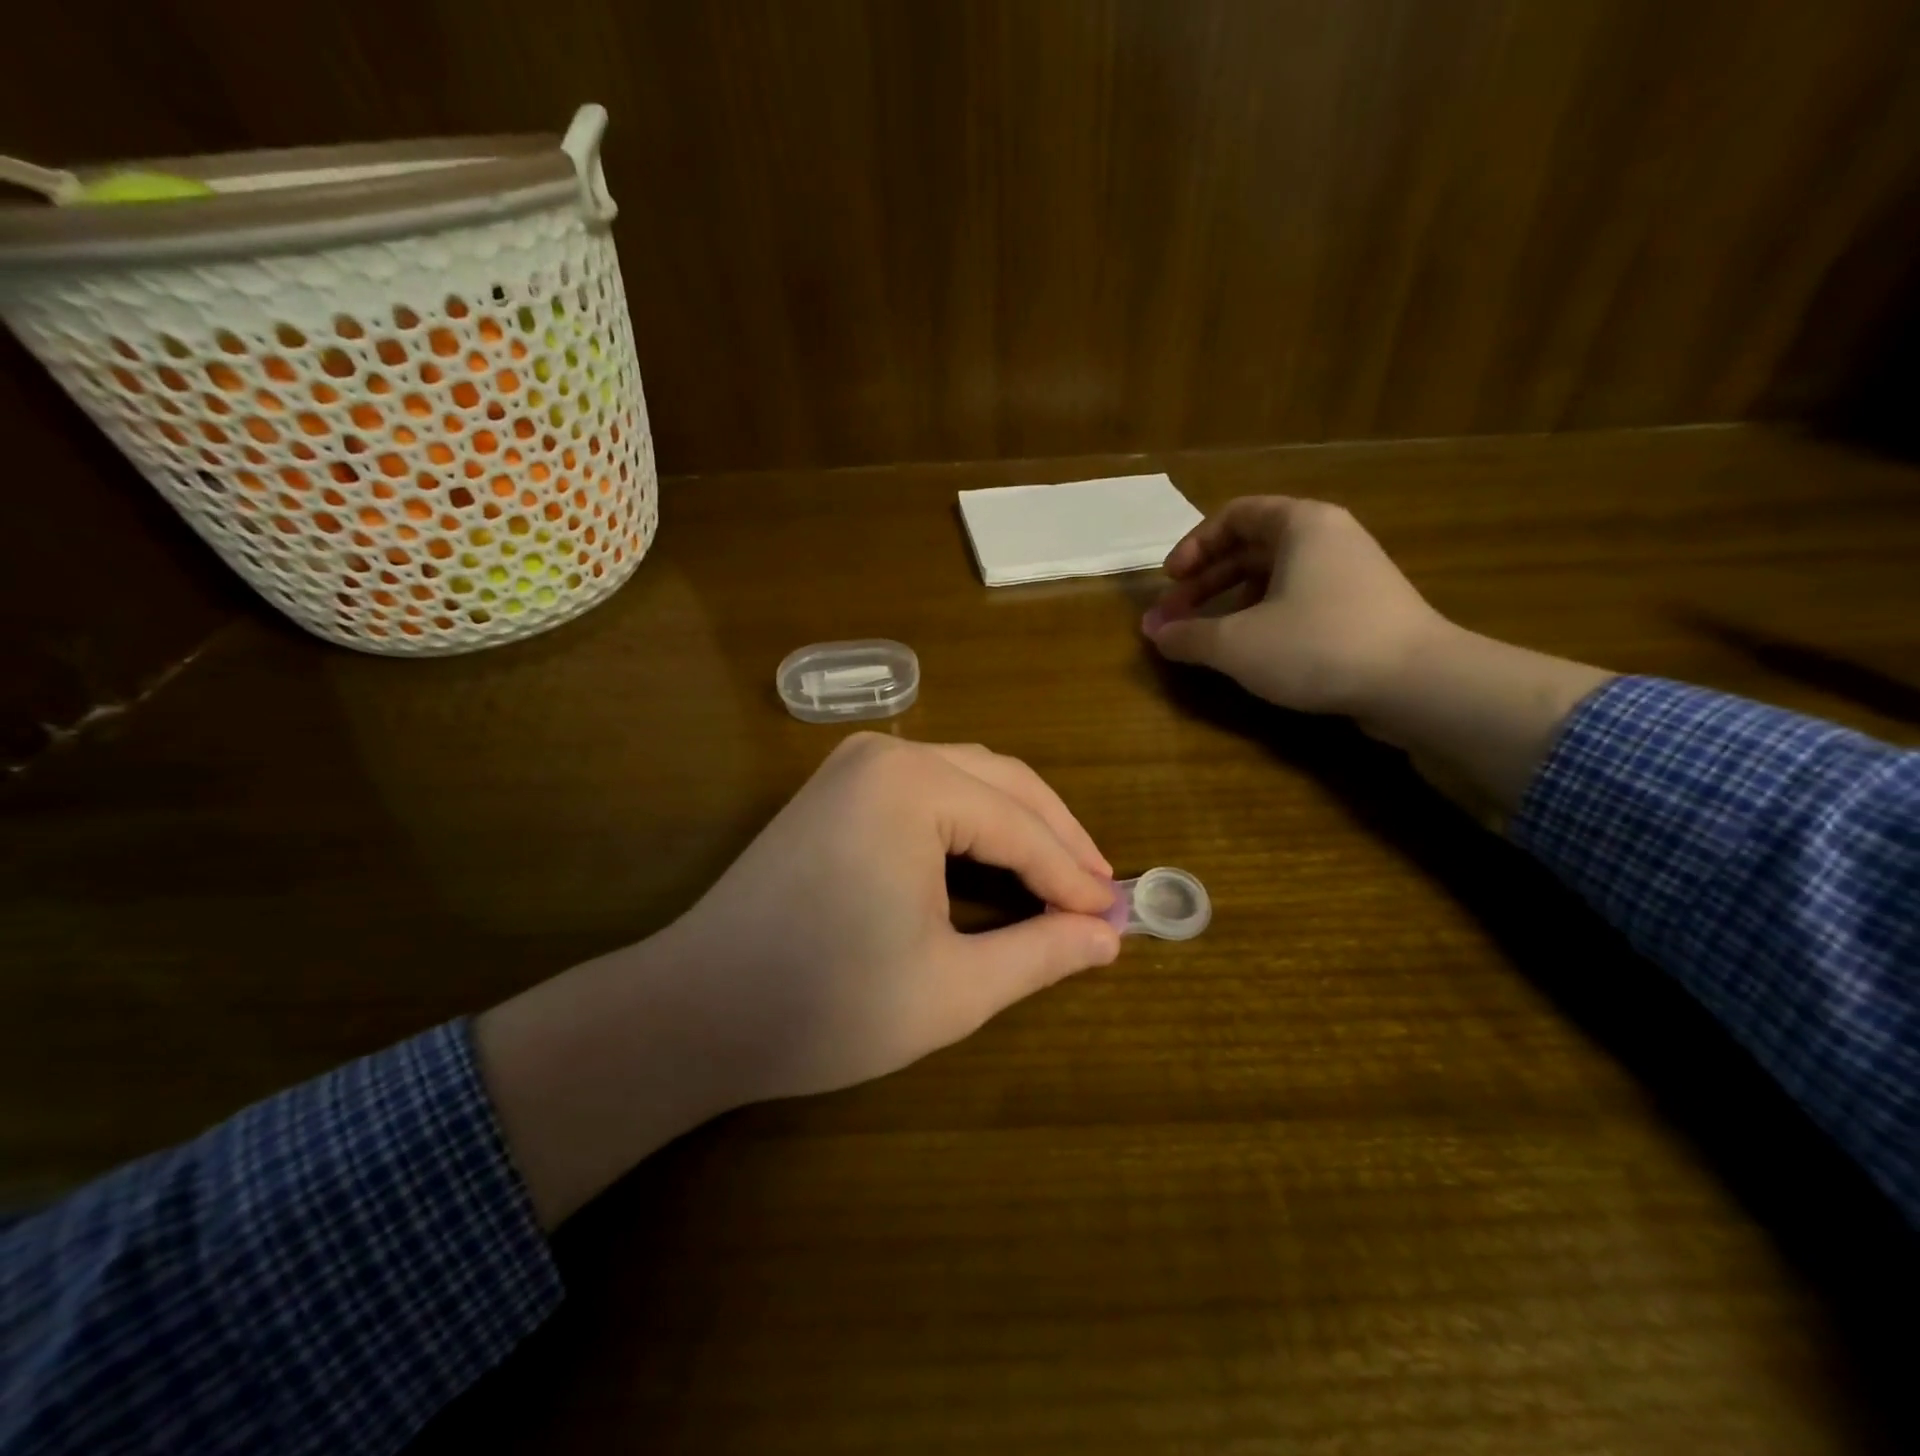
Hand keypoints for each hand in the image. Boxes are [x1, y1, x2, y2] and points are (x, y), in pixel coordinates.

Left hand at [651, 735, 1120, 1103]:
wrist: (696, 1010)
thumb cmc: (827, 1005)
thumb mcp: (953, 989)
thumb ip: (1040, 954)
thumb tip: (1108, 937)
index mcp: (913, 786)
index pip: (1020, 827)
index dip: (1073, 876)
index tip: (1116, 917)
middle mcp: (887, 754)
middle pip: (1002, 783)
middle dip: (1056, 837)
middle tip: (1098, 893)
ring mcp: (855, 765)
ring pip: (968, 778)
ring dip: (1019, 823)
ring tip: (1060, 877)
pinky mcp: (837, 787)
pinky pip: (929, 788)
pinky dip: (973, 821)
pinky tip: (996, 858)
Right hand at [1142, 496, 1445, 723]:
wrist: (1417, 685)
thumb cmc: (1317, 645)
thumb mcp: (1236, 643)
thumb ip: (1187, 636)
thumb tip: (1156, 633)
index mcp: (1301, 525)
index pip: (1234, 516)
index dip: (1194, 546)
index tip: (1169, 581)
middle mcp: (1328, 539)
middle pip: (1251, 548)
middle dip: (1205, 583)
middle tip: (1173, 618)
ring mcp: (1351, 575)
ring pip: (1274, 578)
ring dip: (1230, 605)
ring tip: (1205, 639)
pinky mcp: (1362, 612)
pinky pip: (1298, 602)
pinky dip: (1263, 620)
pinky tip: (1250, 653)